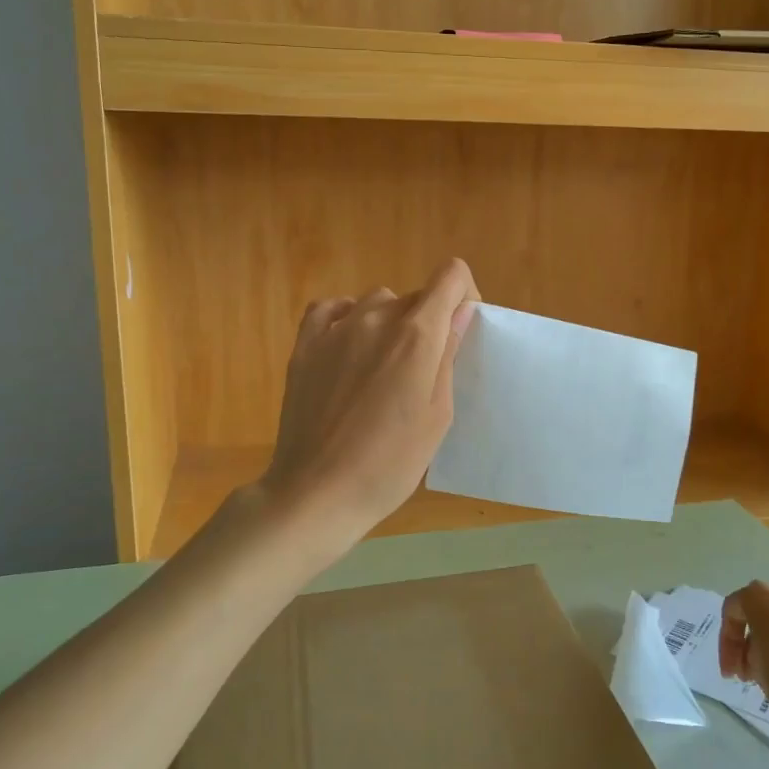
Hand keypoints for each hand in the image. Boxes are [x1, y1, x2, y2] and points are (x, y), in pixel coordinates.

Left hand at [259, 258, 479, 547]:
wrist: (318, 491)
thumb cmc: (390, 463)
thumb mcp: (437, 414)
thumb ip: (448, 355)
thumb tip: (461, 311)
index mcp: (417, 335)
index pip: (451, 276)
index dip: (463, 295)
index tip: (460, 328)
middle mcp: (376, 318)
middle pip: (415, 295)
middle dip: (428, 321)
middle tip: (421, 370)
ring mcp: (335, 329)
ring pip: (376, 301)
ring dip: (389, 322)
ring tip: (382, 367)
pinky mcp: (304, 345)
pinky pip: (331, 309)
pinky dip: (347, 317)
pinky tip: (349, 345)